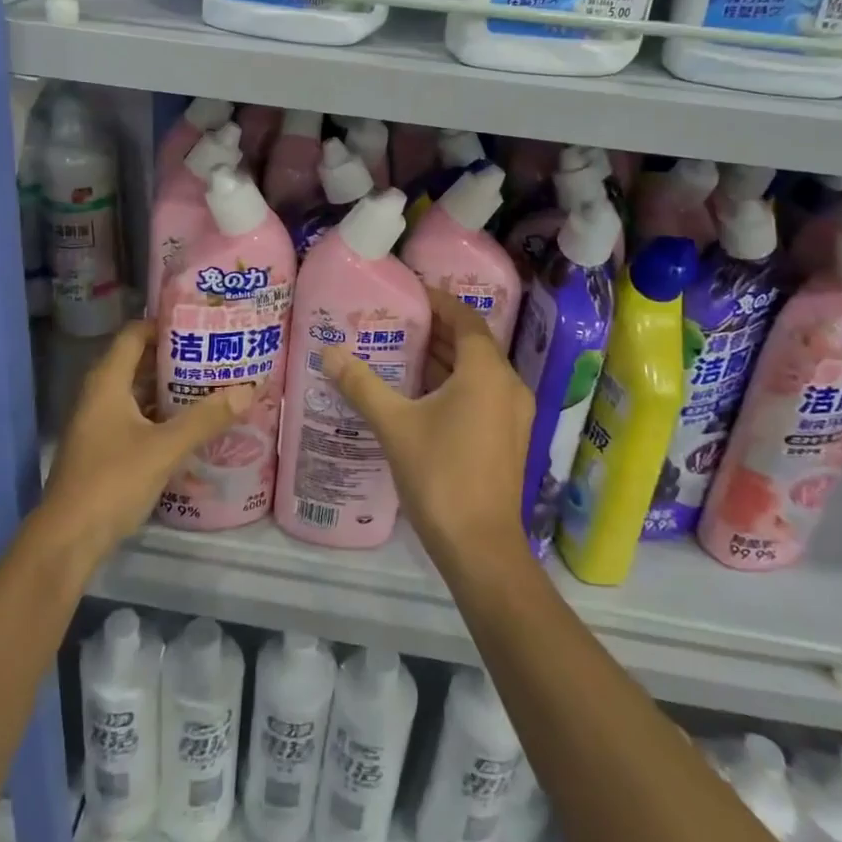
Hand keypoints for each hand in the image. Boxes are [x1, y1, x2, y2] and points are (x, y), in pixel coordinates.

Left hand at [40, 320, 252, 563]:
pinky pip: (135, 417)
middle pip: (138, 361)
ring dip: (169, 388)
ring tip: (210, 385)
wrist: (67, 540)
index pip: (134, 333)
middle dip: (175, 357)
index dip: (165, 325)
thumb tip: (249, 389)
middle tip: (215, 355)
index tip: (201, 325)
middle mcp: (99, 395)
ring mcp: (98, 423)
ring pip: (137, 392)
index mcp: (107, 381)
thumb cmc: (112, 481)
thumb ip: (206, 419)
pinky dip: (160, 415)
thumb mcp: (165, 448)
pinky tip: (190, 424)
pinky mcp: (102, 448)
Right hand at [323, 288, 533, 574]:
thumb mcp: (395, 425)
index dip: (439, 301)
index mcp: (486, 372)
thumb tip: (328, 352)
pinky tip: (420, 392)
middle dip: (437, 329)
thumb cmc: (440, 475)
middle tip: (396, 320)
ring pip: (477, 370)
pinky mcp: (508, 437)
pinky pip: (481, 393)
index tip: (410, 293)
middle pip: (472, 343)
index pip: (466, 318)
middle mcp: (507, 384)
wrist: (480, 548)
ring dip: (444, 357)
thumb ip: (362, 385)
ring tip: (401, 349)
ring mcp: (512, 413)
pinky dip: (454, 382)